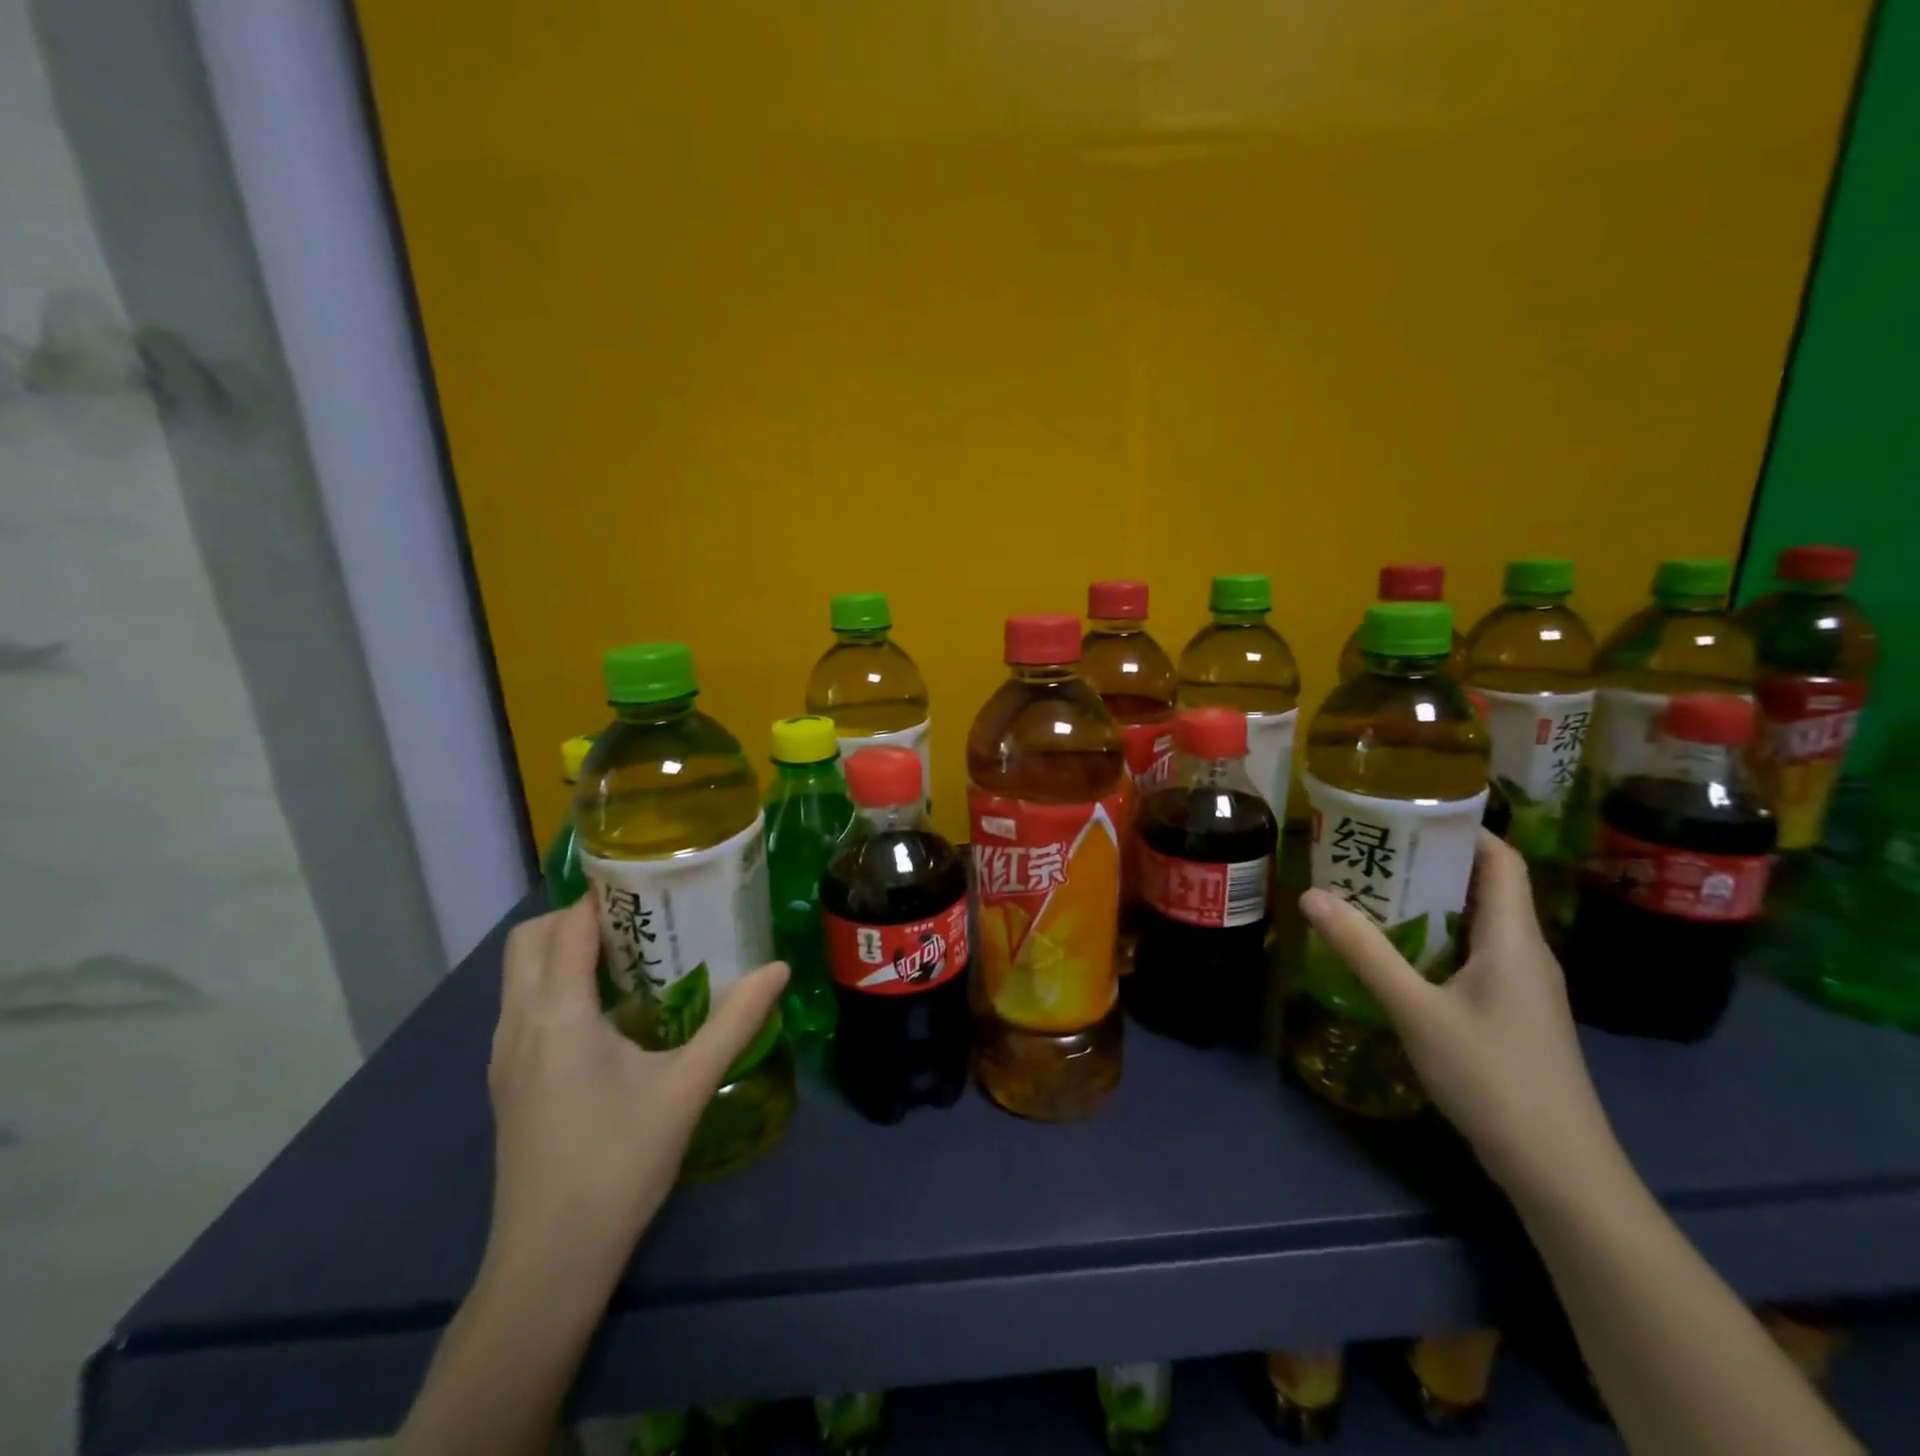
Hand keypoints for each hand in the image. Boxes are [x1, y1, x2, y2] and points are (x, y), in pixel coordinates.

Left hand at [485, 897, 787, 1280]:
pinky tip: (606, 1013)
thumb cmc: (619, 1163)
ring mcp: (504, 1057)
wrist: (549, 1262)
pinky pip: (522, 1006)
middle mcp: (518, 1025)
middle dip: (575, 917)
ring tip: (629, 957)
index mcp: (558, 1016)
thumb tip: (779, 969)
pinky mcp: (507, 1082)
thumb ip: (735, 1021)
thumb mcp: (688, 1086)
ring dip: (562, 950)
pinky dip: (555, 984)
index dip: (602, 896)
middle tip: (640, 919)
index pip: (566, 929)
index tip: (649, 882)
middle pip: (528, 942)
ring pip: (518, 975)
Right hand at [1299, 831, 1619, 1201]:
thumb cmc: (1495, 1078)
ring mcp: (1522, 987)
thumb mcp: (1417, 1011)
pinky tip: (1396, 952)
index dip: (1461, 828)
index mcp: (1515, 939)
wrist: (1561, 1172)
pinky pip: (1473, 955)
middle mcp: (1525, 953)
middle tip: (1370, 848)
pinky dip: (1436, 939)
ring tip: (1371, 890)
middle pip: (1484, 887)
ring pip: (1476, 924)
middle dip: (1430, 862)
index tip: (1406, 811)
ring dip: (1429, 902)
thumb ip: (1365, 952)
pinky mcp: (1512, 1014)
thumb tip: (1311, 894)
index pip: (1500, 859)